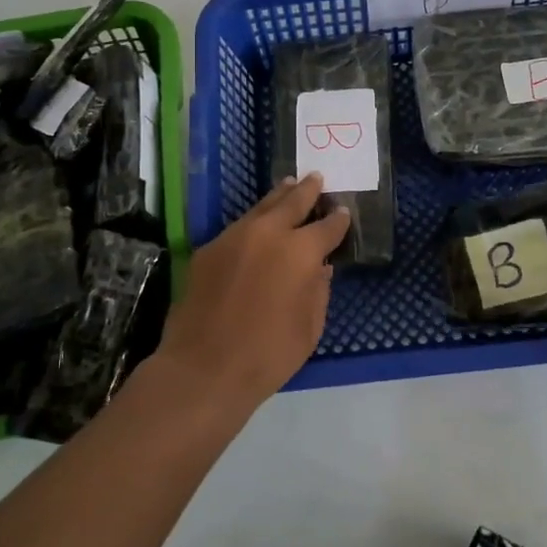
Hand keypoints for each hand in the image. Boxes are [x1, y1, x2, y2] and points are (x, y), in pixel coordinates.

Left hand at [154, 174, 351, 410]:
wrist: (202, 368)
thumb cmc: (267, 355)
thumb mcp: (309, 328)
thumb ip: (318, 291)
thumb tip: (320, 268)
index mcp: (300, 252)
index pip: (327, 227)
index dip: (338, 220)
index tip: (344, 213)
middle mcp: (268, 234)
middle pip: (292, 202)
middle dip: (307, 190)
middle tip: (316, 178)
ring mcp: (234, 237)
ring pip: (261, 207)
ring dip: (278, 196)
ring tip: (288, 186)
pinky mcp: (208, 250)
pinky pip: (238, 228)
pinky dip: (253, 221)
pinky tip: (256, 225)